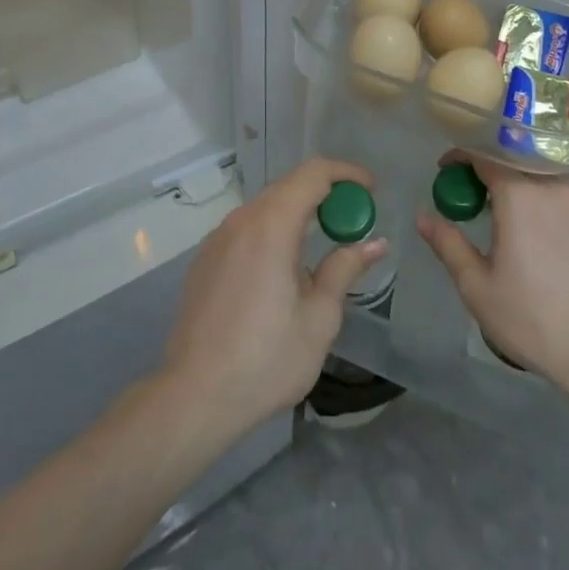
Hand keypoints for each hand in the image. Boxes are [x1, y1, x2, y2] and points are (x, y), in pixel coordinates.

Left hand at [162, 157, 384, 435]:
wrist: (194, 396)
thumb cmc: (266, 358)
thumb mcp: (319, 317)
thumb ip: (345, 269)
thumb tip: (374, 243)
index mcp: (271, 225)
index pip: (313, 173)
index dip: (346, 173)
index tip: (371, 190)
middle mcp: (240, 220)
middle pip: (288, 187)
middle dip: (325, 194)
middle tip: (353, 220)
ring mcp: (217, 239)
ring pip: (265, 208)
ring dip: (297, 214)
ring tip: (322, 245)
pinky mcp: (204, 261)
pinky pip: (246, 230)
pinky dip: (273, 232)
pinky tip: (283, 270)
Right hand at [416, 156, 568, 393]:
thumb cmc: (532, 320)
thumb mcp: (477, 287)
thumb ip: (449, 245)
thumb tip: (423, 216)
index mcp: (517, 197)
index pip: (484, 157)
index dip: (462, 157)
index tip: (448, 170)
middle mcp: (553, 187)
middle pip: (519, 161)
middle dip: (494, 166)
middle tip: (481, 190)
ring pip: (555, 170)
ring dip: (533, 173)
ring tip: (523, 190)